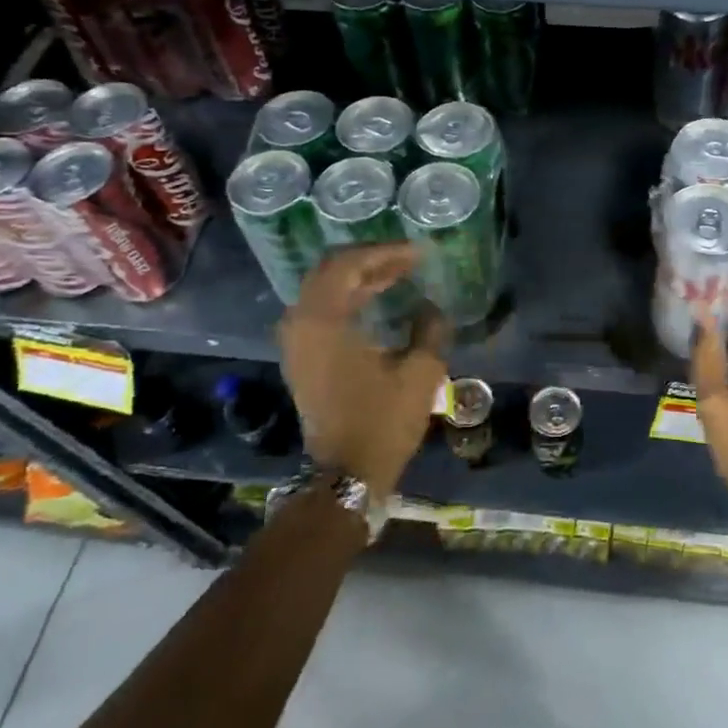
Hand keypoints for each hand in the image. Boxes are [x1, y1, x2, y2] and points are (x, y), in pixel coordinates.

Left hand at [277, 244, 451, 501]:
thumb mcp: (420, 373)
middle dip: (370, 259)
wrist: (345, 475)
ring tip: (398, 275)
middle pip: (330, 270)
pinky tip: (377, 301)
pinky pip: (321, 310)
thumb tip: (431, 307)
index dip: (384, 252)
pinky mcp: (301, 357)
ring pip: (324, 289)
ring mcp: (296, 342)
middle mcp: (300, 323)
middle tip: (406, 259)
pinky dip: (348, 297)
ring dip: (359, 277)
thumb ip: (430, 329)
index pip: (348, 264)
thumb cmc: (382, 422)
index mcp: (323, 321)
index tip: (418, 253)